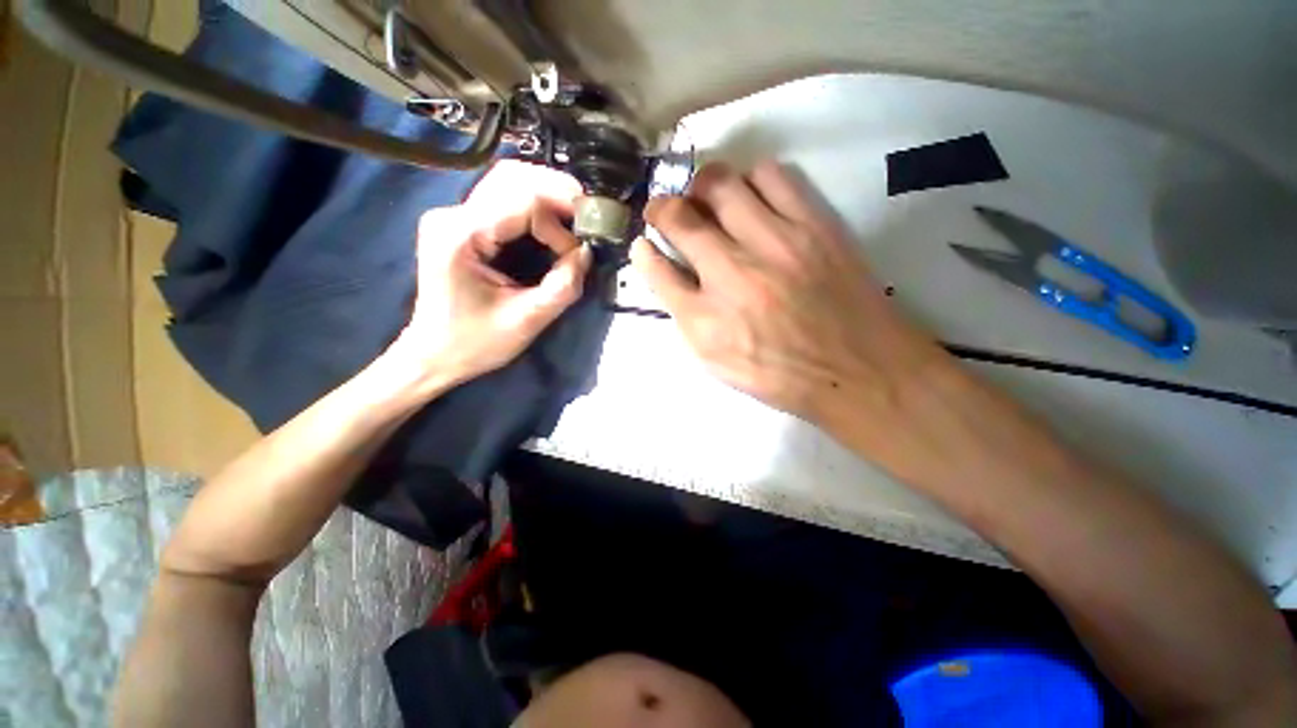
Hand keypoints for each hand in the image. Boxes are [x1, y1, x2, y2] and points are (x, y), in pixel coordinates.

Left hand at [393, 160, 591, 388]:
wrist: (433, 354)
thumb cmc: (475, 343)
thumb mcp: (528, 320)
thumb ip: (563, 285)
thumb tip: (587, 253)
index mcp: (462, 236)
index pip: (524, 201)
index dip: (561, 220)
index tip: (581, 249)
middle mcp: (453, 215)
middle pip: (514, 177)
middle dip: (559, 193)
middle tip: (589, 218)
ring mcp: (454, 216)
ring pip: (509, 181)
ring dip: (548, 196)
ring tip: (575, 220)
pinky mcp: (462, 224)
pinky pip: (504, 199)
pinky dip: (536, 206)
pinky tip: (554, 224)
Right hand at [631, 161, 947, 425]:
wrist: (859, 371)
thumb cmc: (781, 374)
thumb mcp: (718, 362)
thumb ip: (686, 317)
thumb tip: (664, 271)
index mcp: (705, 320)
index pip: (657, 271)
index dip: (644, 251)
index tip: (643, 242)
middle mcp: (732, 275)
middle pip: (680, 218)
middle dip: (661, 208)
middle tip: (665, 211)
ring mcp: (774, 244)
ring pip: (720, 184)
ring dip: (702, 188)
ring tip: (706, 200)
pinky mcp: (814, 225)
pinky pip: (771, 175)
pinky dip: (750, 179)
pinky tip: (751, 199)